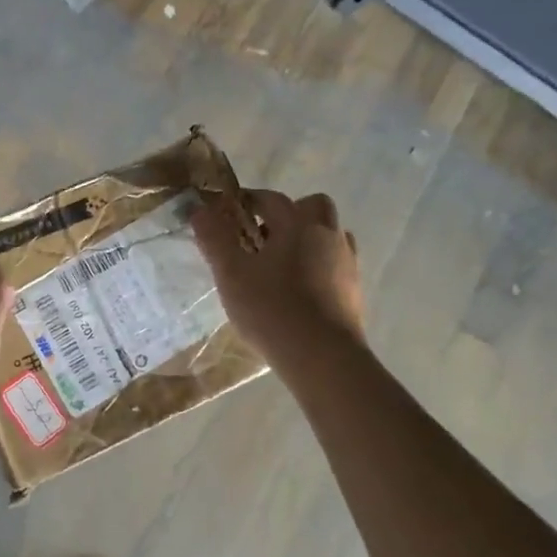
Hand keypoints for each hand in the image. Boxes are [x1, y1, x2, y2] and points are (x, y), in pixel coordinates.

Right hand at [193, 188, 365, 363]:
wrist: (324, 358)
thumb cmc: (272, 309)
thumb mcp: (231, 274)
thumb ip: (215, 239)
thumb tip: (201, 210)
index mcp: (298, 224)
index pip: (270, 198)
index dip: (247, 201)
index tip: (228, 213)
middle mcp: (328, 234)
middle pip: (312, 206)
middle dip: (288, 214)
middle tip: (262, 237)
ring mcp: (347, 262)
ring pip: (329, 235)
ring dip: (307, 239)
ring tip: (281, 265)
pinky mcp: (354, 290)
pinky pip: (335, 264)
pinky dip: (319, 266)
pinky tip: (300, 290)